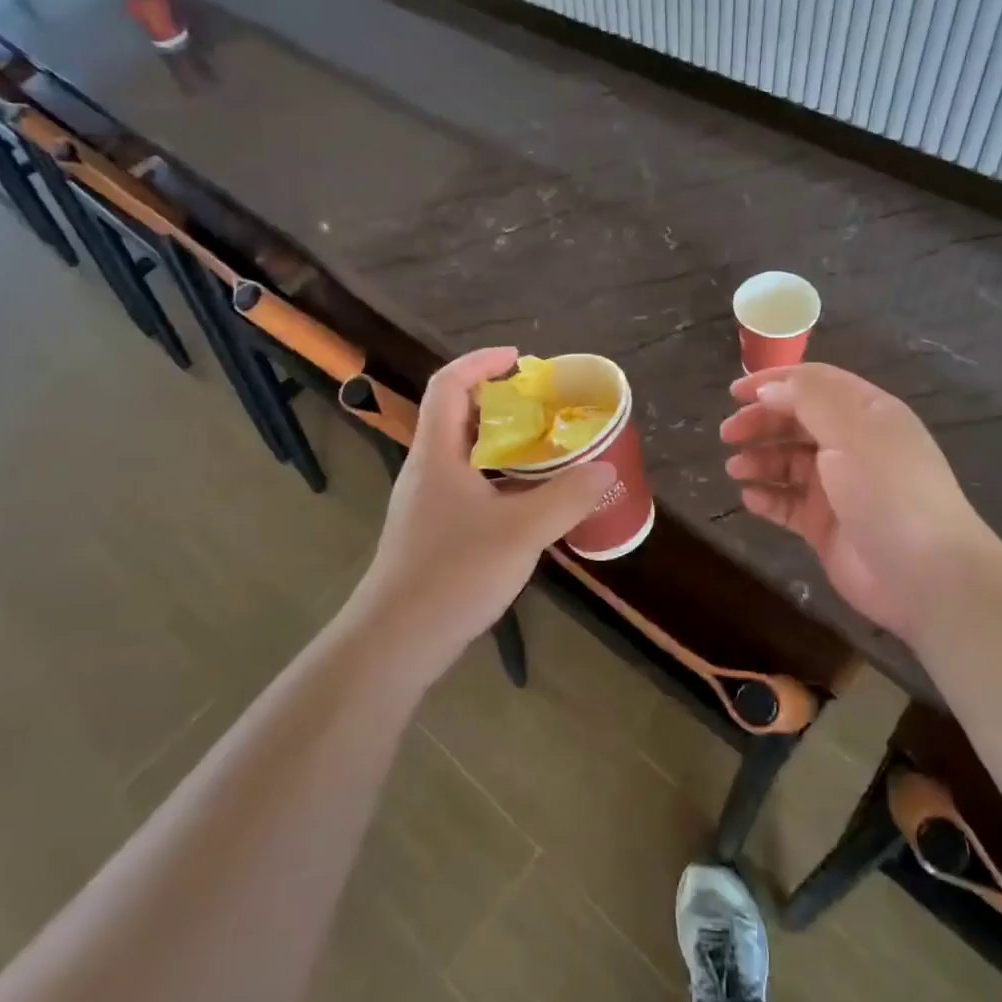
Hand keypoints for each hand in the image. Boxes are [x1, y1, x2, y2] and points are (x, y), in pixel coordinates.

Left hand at [351, 347, 613, 676]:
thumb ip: (566, 497)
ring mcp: (428, 503)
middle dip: (503, 404)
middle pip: (459, 417)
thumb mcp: (520, 532)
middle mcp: (428, 470)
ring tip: (549, 451)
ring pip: (467, 456)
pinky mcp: (435, 533)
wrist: (396, 640)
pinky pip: (471, 488)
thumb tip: (605, 469)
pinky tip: (532, 505)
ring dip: (506, 446)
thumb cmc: (452, 573)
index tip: (520, 360)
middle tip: (548, 409)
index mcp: (437, 453)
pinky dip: (502, 481)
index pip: (448, 385)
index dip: (481, 362)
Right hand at [720, 363, 1001, 640]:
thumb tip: (769, 388)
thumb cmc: (888, 491)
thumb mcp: (851, 431)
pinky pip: (788, 503)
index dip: (773, 382)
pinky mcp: (826, 525)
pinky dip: (767, 497)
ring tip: (735, 470)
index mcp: (866, 414)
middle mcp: (852, 445)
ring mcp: (839, 487)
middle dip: (760, 423)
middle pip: (796, 422)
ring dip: (759, 461)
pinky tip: (750, 499)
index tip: (734, 393)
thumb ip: (808, 400)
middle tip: (727, 435)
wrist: (925, 575)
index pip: (814, 384)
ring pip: (788, 463)